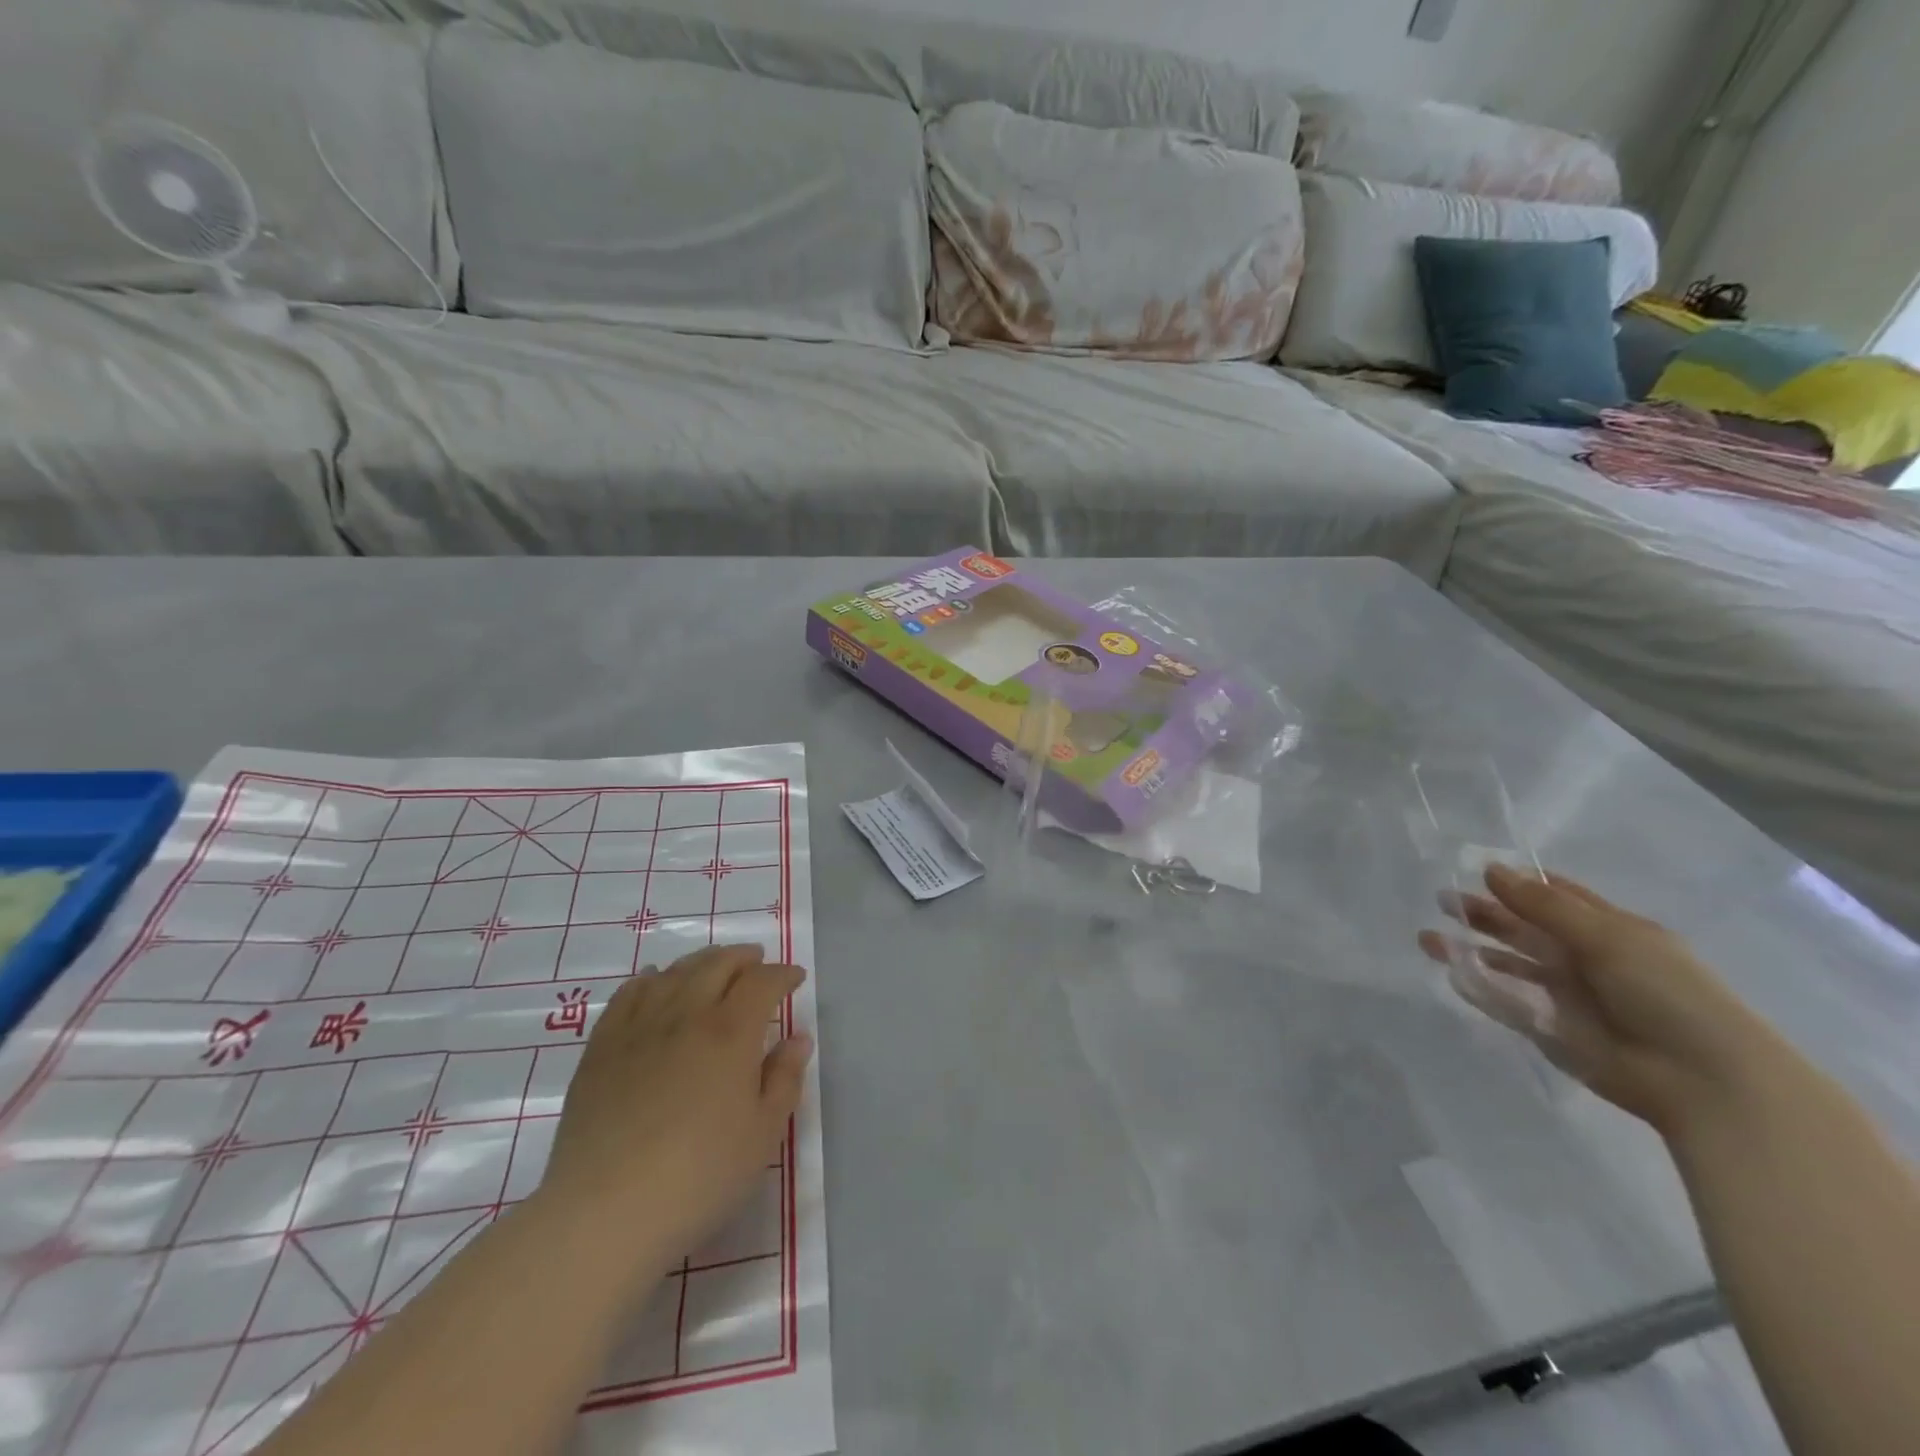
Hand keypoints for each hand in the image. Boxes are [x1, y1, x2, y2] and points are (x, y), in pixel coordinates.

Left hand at [534, 945, 812, 1273]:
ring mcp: (639, 1027)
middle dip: (743, 958)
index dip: (783, 975)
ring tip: (713, 967)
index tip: (795, 979)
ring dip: (701, 962)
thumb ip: (785, 1079)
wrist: (605, 1213)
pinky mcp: (602, 1048)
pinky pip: (628, 994)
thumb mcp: (763, 1134)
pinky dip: (649, 979)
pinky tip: (655, 982)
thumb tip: (798, 1038)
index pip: (763, 983)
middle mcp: (686, 1015)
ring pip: (675, 973)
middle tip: (757, 962)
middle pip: (717, 965)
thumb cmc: (699, 1176)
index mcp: (731, 1032)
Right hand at [1418, 865, 1776, 1135]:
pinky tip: (1450, 973)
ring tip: (1425, 939)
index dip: (1521, 884)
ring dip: (1471, 950)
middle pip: (1525, 930)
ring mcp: (1566, 996)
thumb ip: (1543, 905)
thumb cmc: (1667, 993)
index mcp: (1610, 932)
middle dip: (1484, 915)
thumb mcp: (1607, 937)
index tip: (1476, 870)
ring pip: (1509, 965)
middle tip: (1441, 901)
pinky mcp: (1551, 1030)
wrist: (1703, 1080)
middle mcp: (1585, 960)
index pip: (1559, 899)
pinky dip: (1479, 989)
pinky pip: (1506, 1003)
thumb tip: (1490, 869)